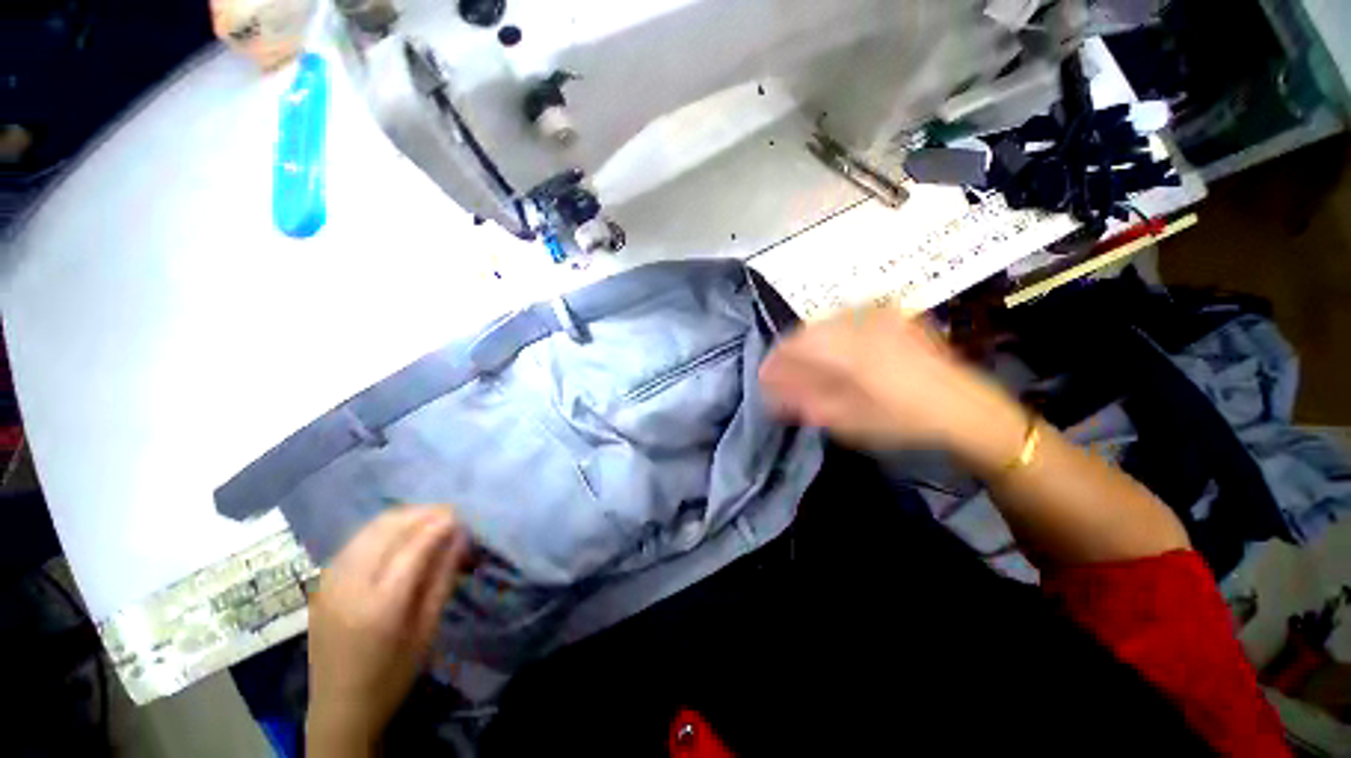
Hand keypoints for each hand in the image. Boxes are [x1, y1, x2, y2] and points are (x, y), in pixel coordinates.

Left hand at [306, 506, 468, 756]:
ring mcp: (330, 583)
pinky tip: (399, 535)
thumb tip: (460, 537)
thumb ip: (442, 578)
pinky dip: (382, 530)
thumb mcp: (427, 629)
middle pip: (387, 530)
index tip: (461, 515)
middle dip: (421, 514)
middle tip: (448, 514)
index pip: (413, 547)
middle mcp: (349, 587)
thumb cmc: (393, 674)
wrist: (339, 707)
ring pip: (368, 530)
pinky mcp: (322, 583)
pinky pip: (356, 541)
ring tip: (428, 520)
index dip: (439, 525)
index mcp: (380, 606)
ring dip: (402, 518)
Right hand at [759, 307, 1024, 466]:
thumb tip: (771, 394)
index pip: (795, 344)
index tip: (764, 378)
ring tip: (808, 367)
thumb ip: (805, 401)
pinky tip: (837, 355)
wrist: (965, 408)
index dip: (775, 361)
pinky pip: (849, 319)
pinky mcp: (893, 316)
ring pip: (828, 323)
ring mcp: (880, 315)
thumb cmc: (903, 420)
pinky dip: (833, 336)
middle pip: (809, 330)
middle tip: (785, 377)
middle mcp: (861, 322)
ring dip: (811, 344)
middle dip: (792, 353)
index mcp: (848, 347)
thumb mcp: (848, 419)